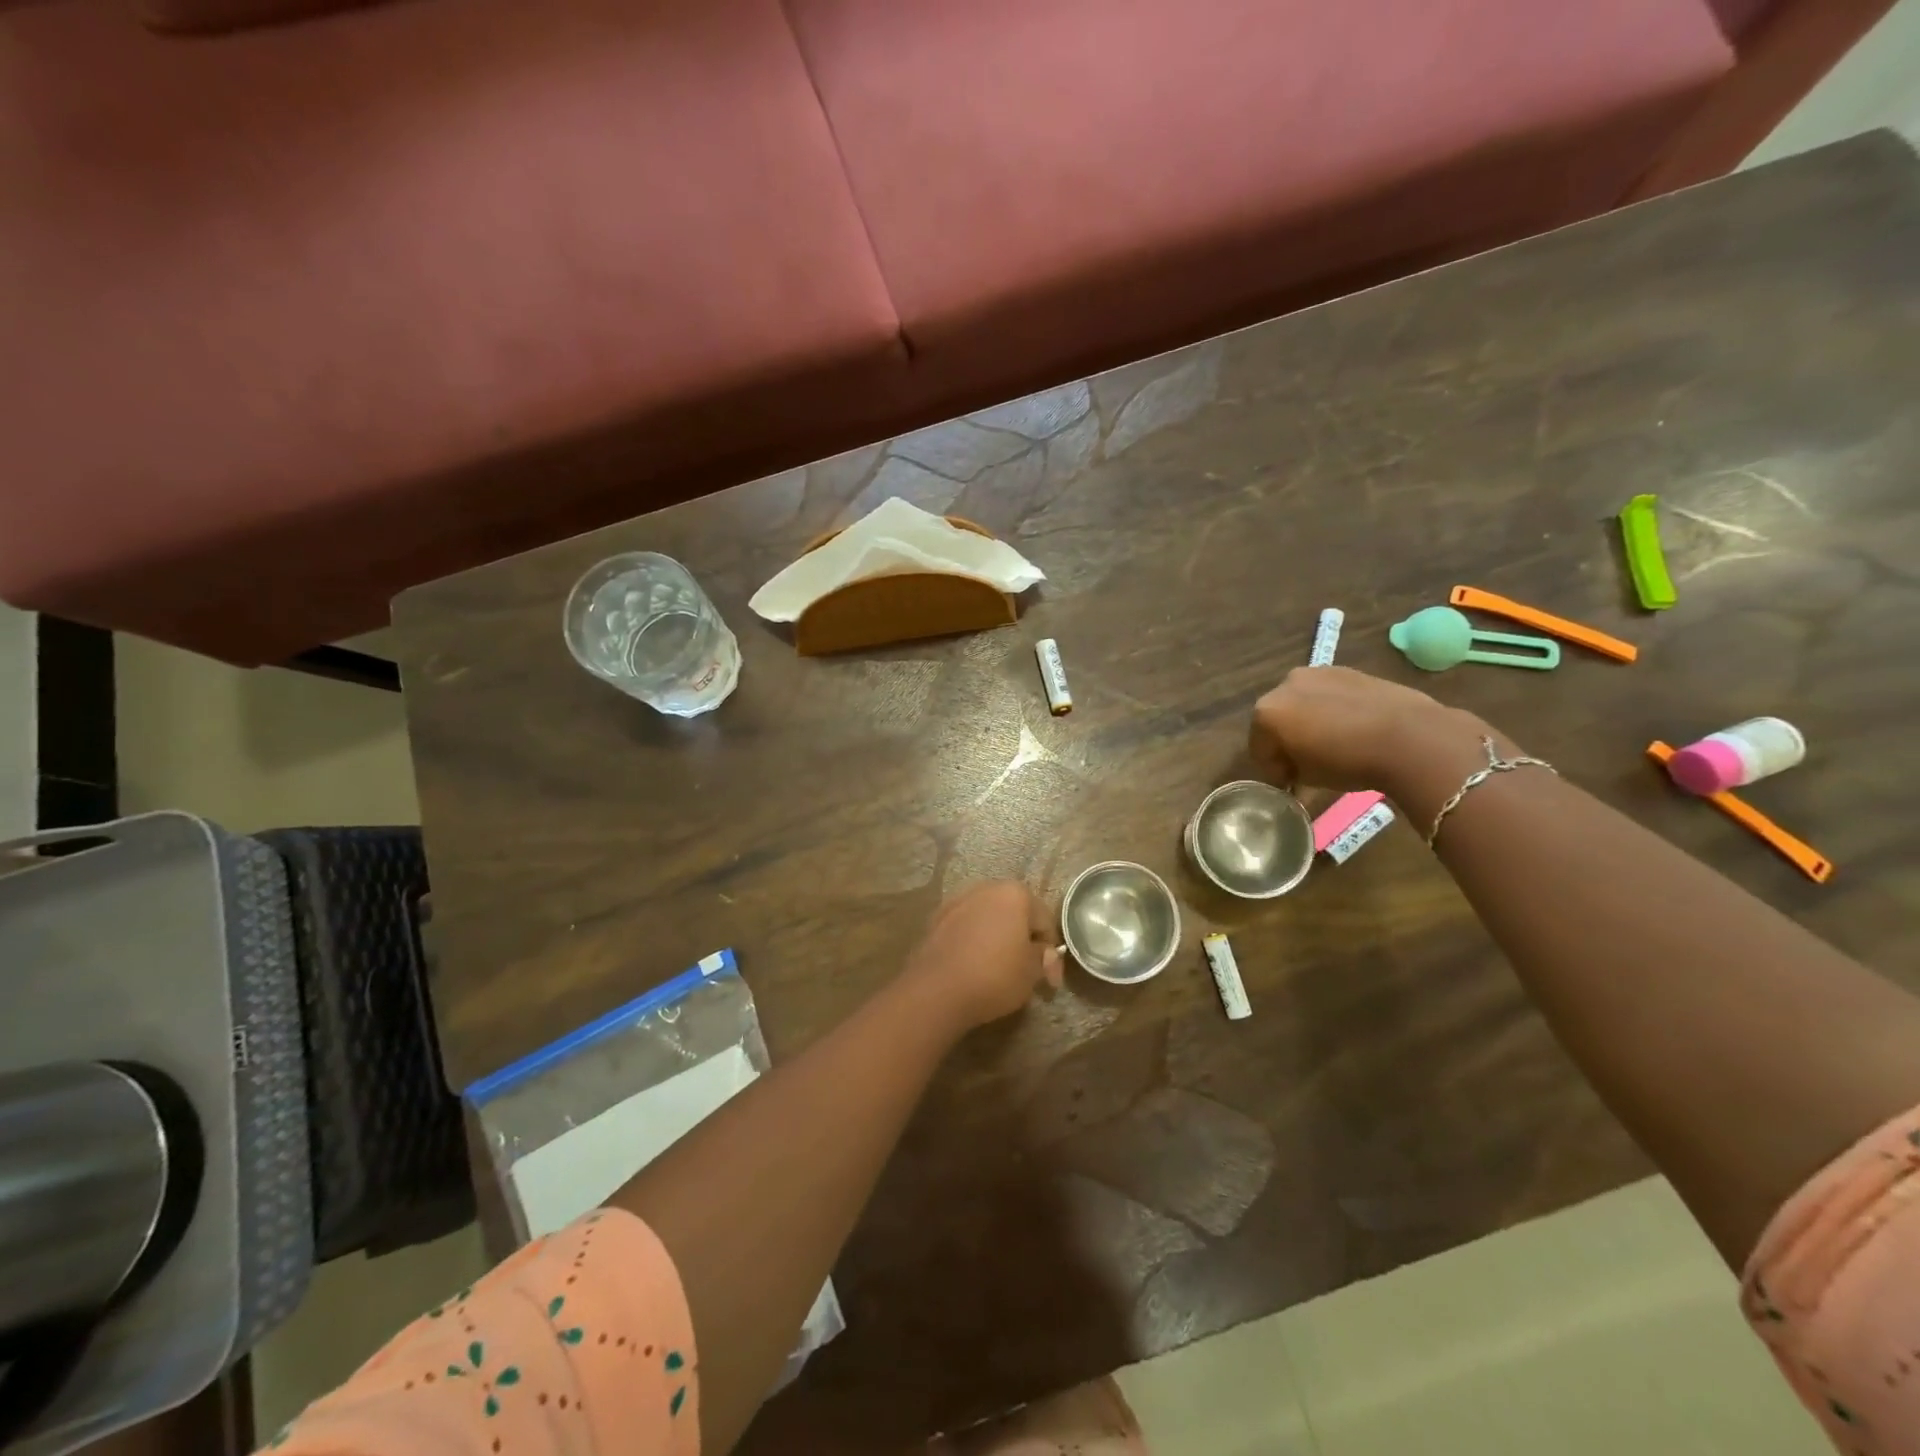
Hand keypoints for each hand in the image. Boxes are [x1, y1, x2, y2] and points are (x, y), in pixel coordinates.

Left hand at [904, 882, 1062, 1031]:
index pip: (1044, 921)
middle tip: (1027, 972)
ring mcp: (957, 901)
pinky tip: (973, 965)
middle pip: (1015, 914)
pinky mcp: (936, 918)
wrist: (937, 990)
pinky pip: (966, 928)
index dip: (1051, 954)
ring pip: (988, 919)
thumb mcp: (1031, 973)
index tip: (1049, 982)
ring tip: (999, 969)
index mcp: (1015, 894)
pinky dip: (974, 942)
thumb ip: (1044, 958)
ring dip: (997, 938)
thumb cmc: (994, 976)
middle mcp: (986, 888)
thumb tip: (1044, 954)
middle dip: (1023, 940)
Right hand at [1249, 666, 1477, 791]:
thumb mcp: (1309, 778)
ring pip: (1301, 702)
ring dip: (1308, 721)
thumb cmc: (1348, 761)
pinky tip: (1352, 728)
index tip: (1290, 784)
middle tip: (1307, 763)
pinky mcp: (1346, 670)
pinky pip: (1327, 694)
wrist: (1410, 737)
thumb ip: (1291, 771)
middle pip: (1276, 719)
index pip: (1258, 747)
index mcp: (1266, 713)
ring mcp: (1316, 673)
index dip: (1273, 769)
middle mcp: (1284, 685)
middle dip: (1287, 740)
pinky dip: (1331, 709)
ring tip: (1333, 743)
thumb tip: (1294, 770)